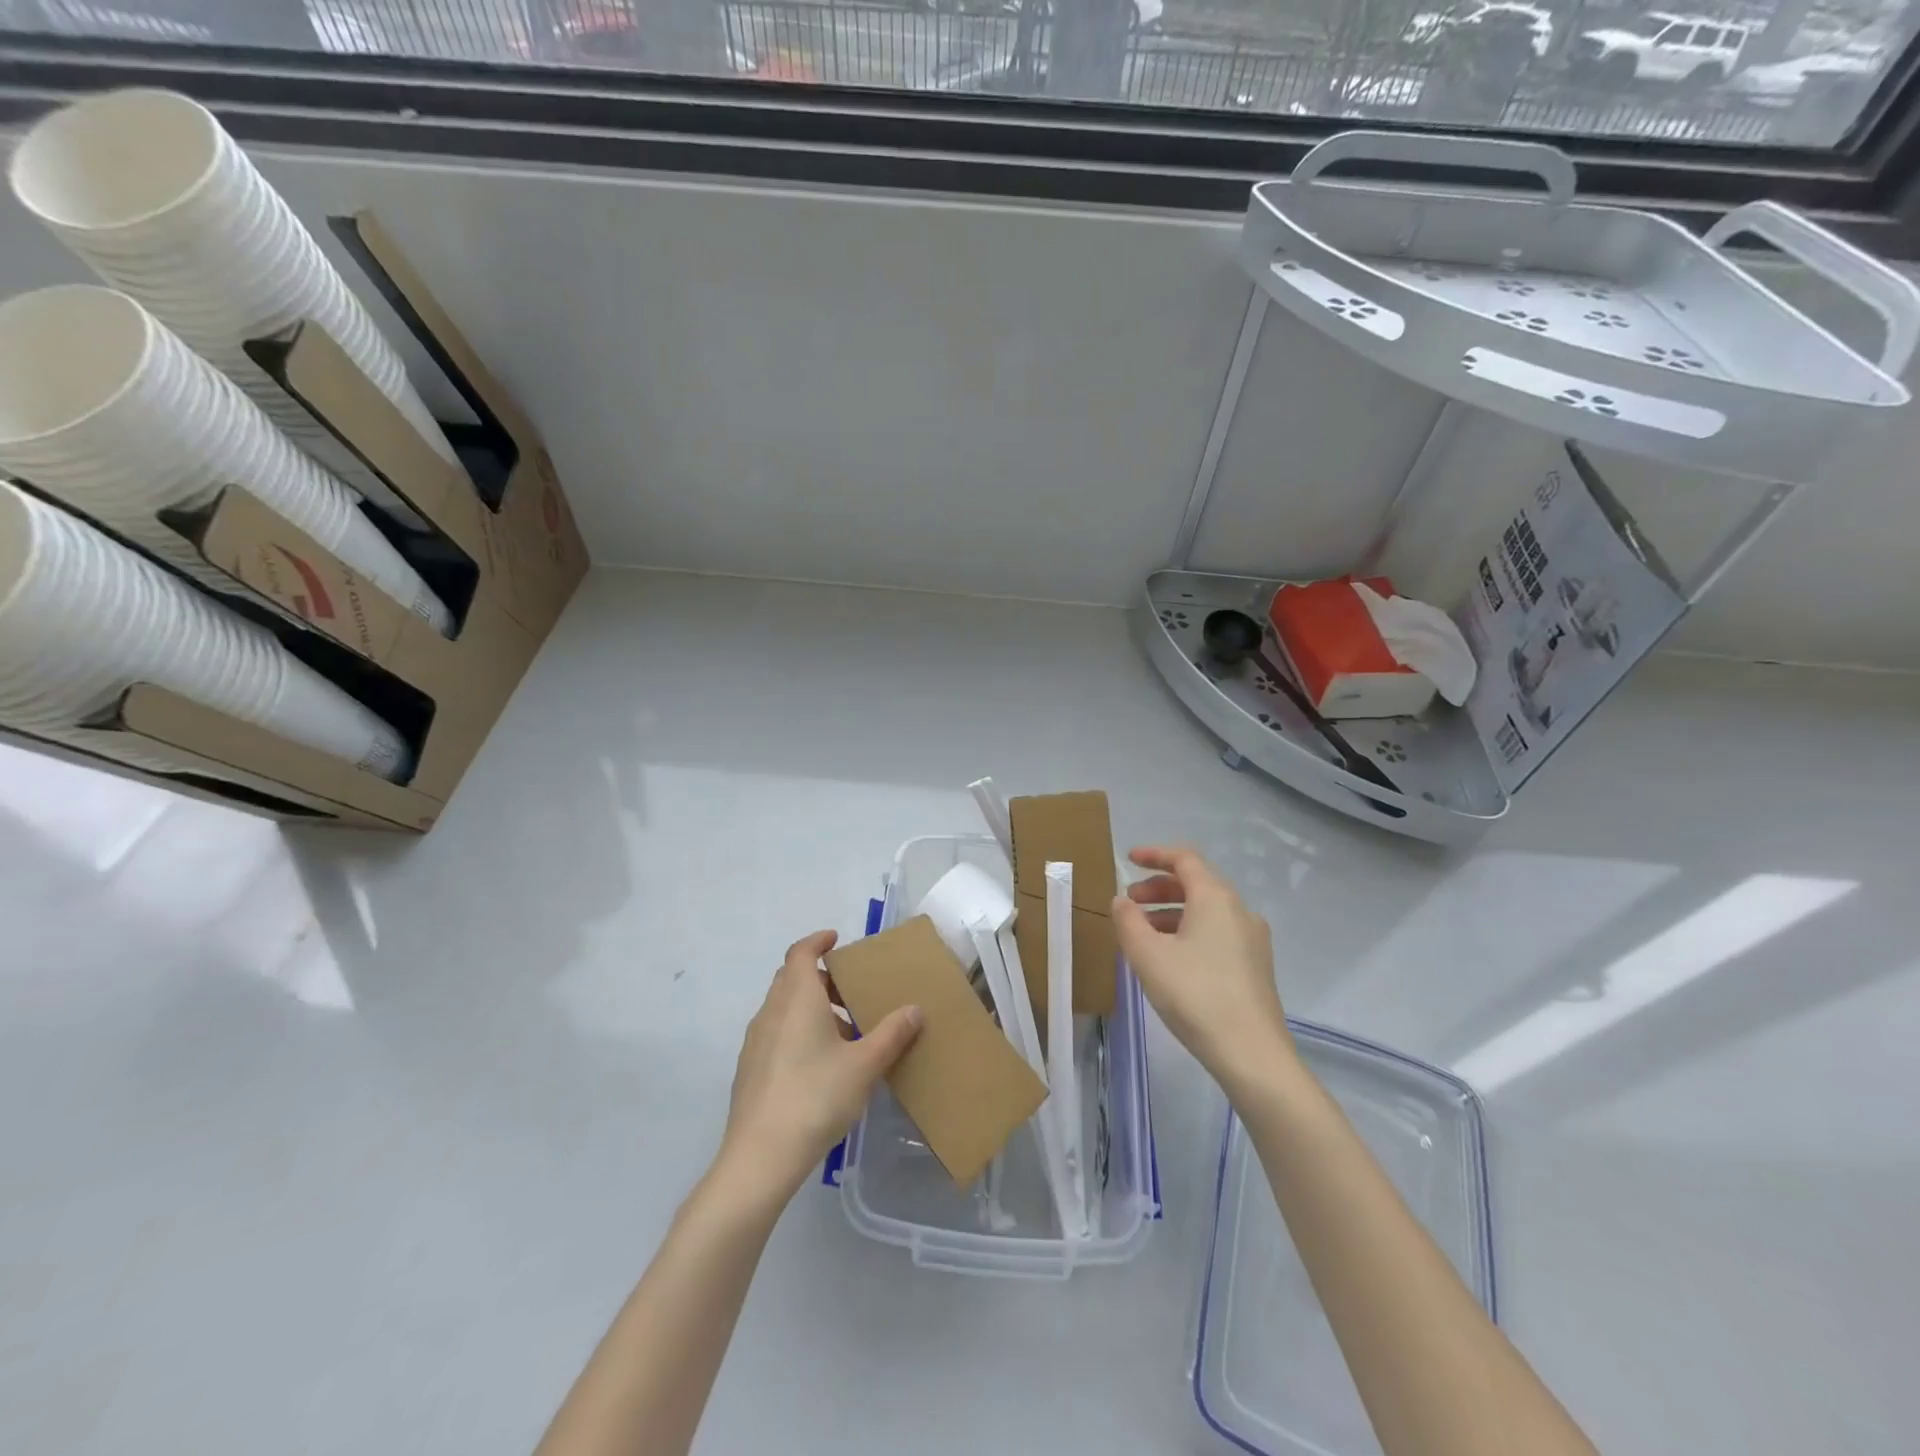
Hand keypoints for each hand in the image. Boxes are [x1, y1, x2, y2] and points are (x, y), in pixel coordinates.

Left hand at [714, 930, 922, 1206]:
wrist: (760, 1157)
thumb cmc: (816, 1097)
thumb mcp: (864, 1065)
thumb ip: (891, 1034)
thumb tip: (914, 1009)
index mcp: (797, 998)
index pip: (801, 953)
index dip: (818, 941)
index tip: (837, 940)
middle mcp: (772, 1011)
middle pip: (791, 978)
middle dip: (820, 977)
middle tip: (851, 989)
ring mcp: (756, 1041)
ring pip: (784, 1007)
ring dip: (811, 1007)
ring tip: (844, 1031)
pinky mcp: (750, 1069)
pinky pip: (776, 1032)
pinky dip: (798, 1030)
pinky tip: (821, 1063)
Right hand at [1111, 846, 1294, 1098]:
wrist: (1252, 1053)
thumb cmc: (1195, 994)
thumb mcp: (1147, 955)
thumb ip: (1128, 921)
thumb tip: (1122, 901)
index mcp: (1215, 897)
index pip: (1184, 859)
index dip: (1154, 854)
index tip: (1128, 859)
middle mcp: (1239, 910)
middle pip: (1196, 884)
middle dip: (1159, 888)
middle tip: (1129, 903)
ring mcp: (1252, 939)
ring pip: (1206, 911)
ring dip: (1171, 912)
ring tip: (1143, 934)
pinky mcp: (1256, 966)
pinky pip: (1217, 933)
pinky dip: (1189, 931)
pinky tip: (1170, 958)